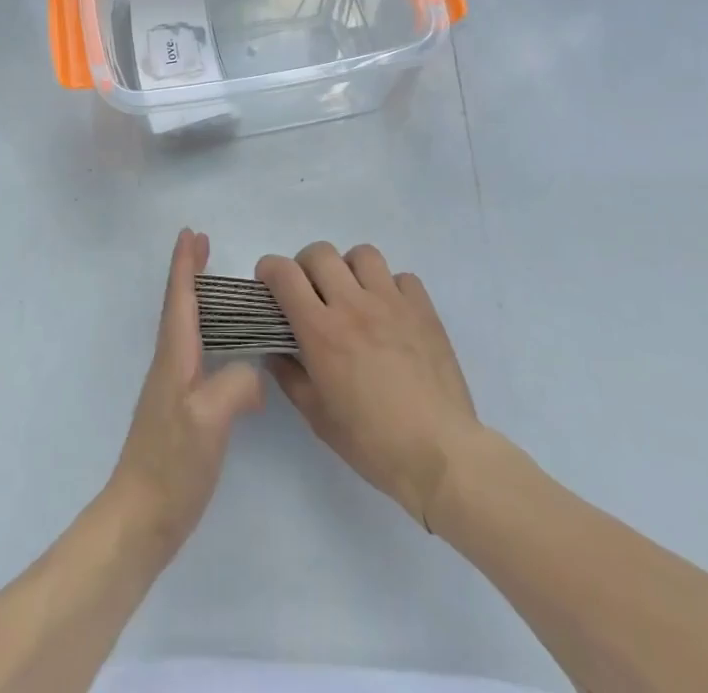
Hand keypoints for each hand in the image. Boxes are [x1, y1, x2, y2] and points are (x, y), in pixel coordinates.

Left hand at [108, 229, 264, 562]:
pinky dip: (207, 332)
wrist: (140, 519)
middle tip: (202, 243)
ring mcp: (172, 388)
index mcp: (175, 357)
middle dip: (189, 272)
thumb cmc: (172, 464)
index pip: (180, 299)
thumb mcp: (209, 421)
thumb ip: (236, 386)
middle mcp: (170, 364)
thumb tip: (254, 375)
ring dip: (198, 298)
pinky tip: (225, 347)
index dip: (185, 265)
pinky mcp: (180, 410)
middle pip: (180, 306)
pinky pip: (195, 353)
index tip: (191, 233)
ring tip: (216, 282)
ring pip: (186, 327)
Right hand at [256, 242, 481, 528]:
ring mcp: (392, 302)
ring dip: (349, 269)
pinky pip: (402, 277)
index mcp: (321, 331)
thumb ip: (290, 376)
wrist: (440, 454)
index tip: (268, 284)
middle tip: (310, 292)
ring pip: (362, 255)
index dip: (269, 270)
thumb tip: (275, 351)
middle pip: (320, 253)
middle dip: (306, 266)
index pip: (285, 274)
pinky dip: (390, 286)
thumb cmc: (372, 442)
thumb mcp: (317, 416)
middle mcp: (353, 305)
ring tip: (352, 295)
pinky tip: (390, 313)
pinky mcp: (423, 309)